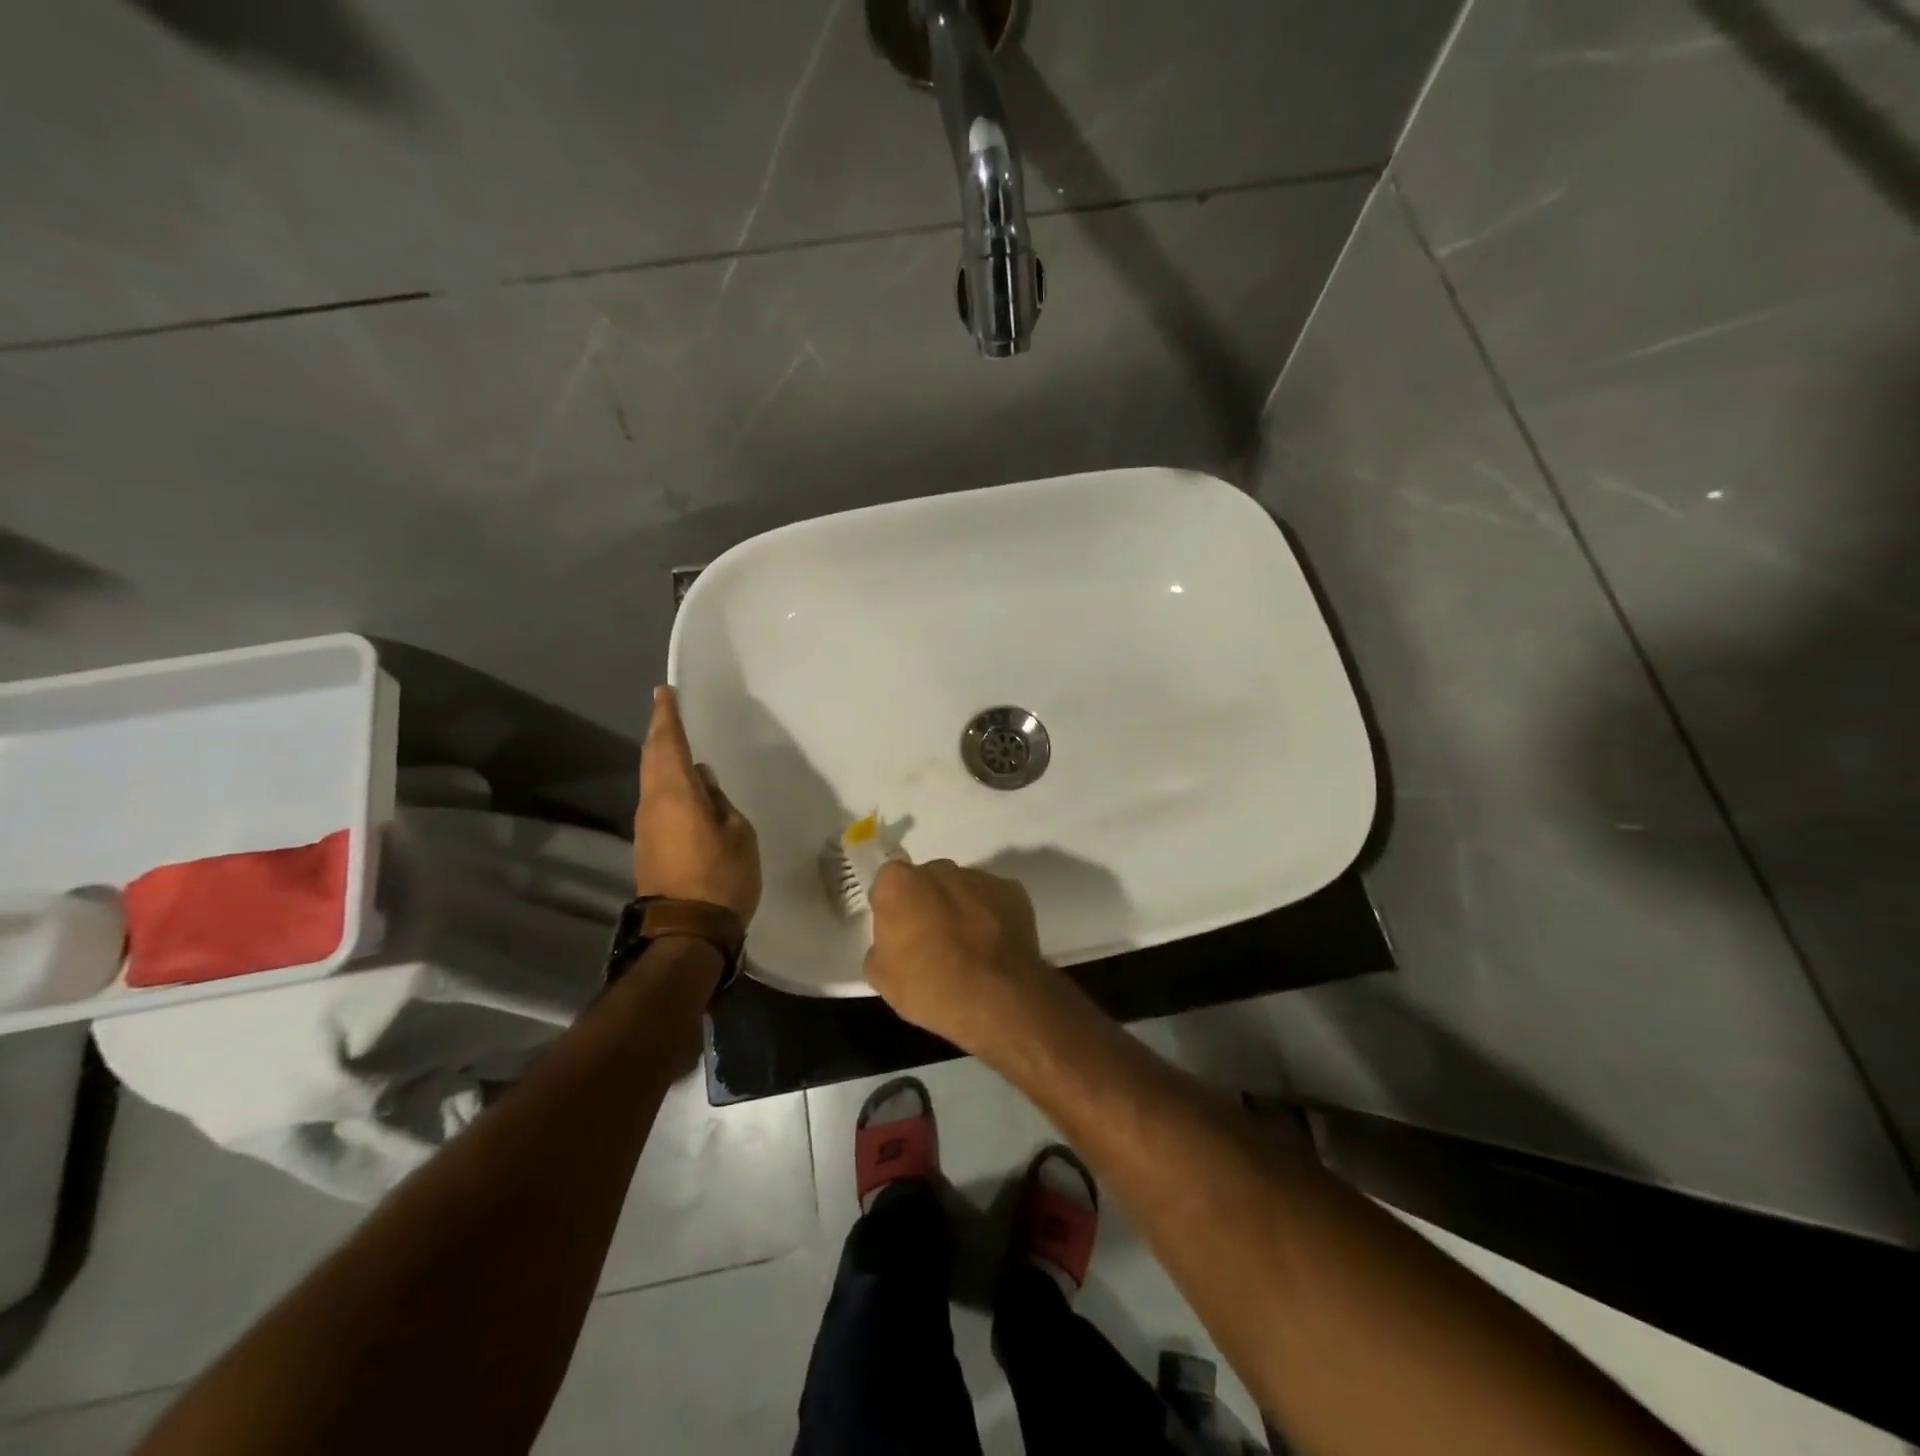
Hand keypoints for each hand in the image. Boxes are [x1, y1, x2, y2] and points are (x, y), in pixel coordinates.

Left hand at [634, 687, 760, 922]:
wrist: (687, 931)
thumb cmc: (722, 877)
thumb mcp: (738, 833)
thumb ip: (720, 801)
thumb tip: (703, 782)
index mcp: (676, 793)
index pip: (669, 744)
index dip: (667, 716)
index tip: (664, 692)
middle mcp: (653, 803)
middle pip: (652, 758)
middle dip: (659, 732)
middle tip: (668, 711)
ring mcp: (646, 826)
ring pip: (651, 779)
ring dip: (661, 758)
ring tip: (677, 744)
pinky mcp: (647, 845)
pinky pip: (656, 800)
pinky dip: (665, 783)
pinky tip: (682, 786)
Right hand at [864, 859, 1052, 1049]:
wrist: (995, 999)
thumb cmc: (929, 987)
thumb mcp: (882, 978)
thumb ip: (881, 947)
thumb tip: (892, 943)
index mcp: (900, 883)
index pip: (888, 882)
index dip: (892, 905)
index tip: (897, 931)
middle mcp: (939, 870)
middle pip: (927, 880)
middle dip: (927, 901)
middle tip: (931, 939)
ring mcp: (980, 878)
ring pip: (962, 887)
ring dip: (960, 907)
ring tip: (968, 946)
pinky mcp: (1013, 891)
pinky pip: (993, 899)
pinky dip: (991, 915)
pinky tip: (992, 946)